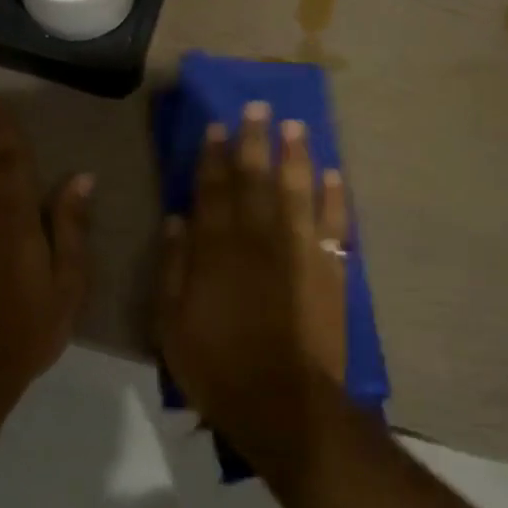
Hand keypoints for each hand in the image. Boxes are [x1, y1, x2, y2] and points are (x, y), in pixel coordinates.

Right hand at [157, 102, 348, 470]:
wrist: (283, 401)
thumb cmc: (217, 365)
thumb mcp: (171, 323)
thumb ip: (173, 267)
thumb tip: (177, 218)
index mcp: (218, 247)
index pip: (214, 188)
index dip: (214, 155)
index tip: (218, 125)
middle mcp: (260, 236)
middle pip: (256, 178)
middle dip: (255, 140)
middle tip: (259, 106)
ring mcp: (299, 249)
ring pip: (298, 189)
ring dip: (296, 155)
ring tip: (295, 126)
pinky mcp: (329, 267)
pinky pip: (334, 223)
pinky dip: (335, 198)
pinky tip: (335, 175)